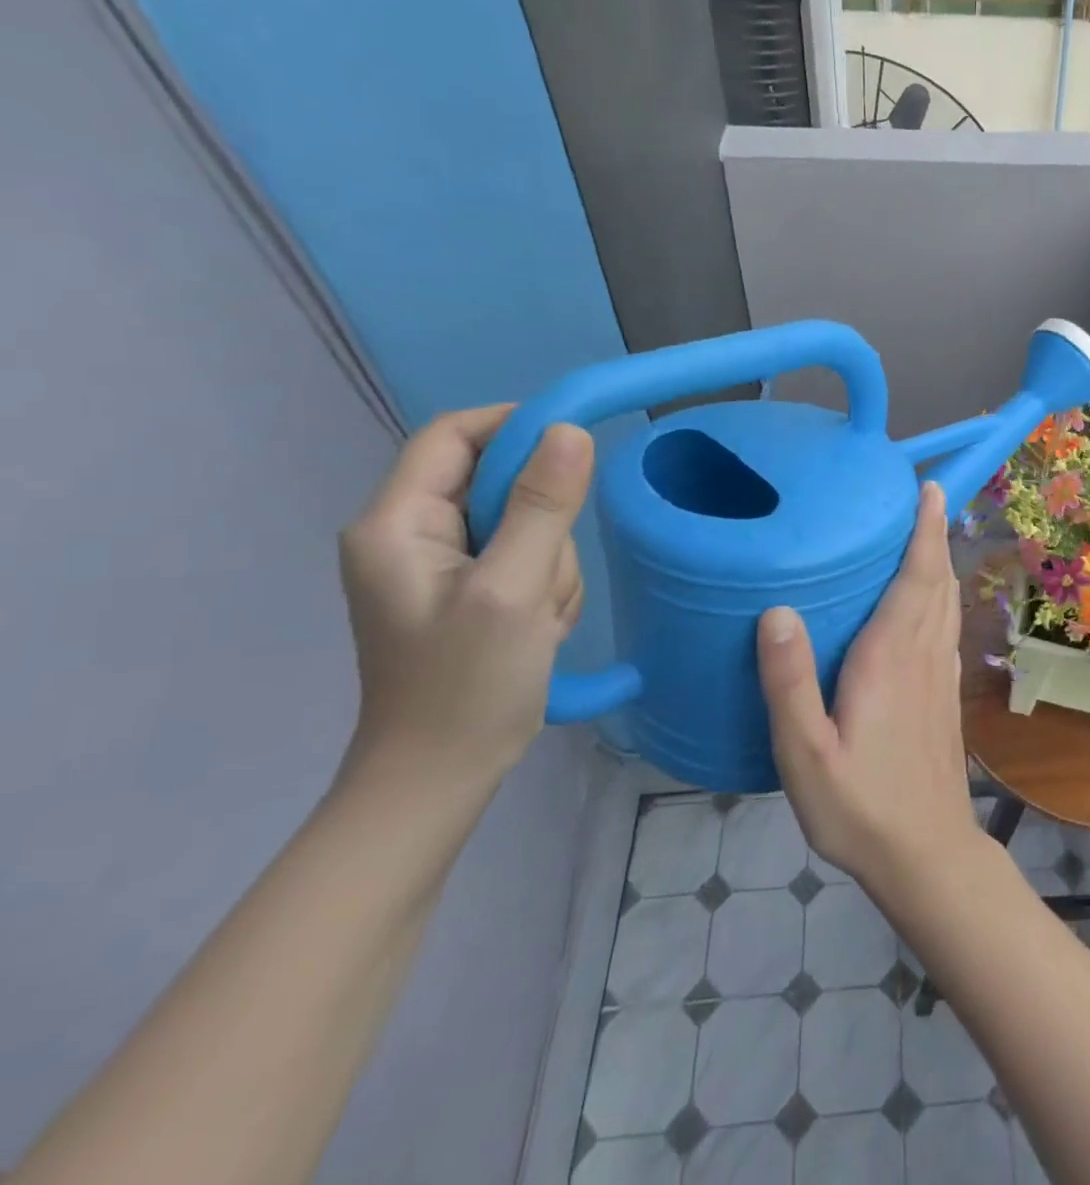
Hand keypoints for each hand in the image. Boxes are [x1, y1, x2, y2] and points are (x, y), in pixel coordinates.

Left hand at [338, 407, 593, 786]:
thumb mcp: (512, 590)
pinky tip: (538, 628)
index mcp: (397, 524)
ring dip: (550, 563)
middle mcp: (411, 535)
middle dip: (543, 522)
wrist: (441, 778)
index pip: (454, 435)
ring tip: (540, 617)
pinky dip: (545, 586)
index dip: (515, 426)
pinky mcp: (469, 591)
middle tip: (547, 575)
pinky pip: (526, 558)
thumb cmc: (467, 685)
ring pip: (524, 524)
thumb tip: (570, 430)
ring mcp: (442, 566)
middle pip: (498, 483)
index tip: (576, 447)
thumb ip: (543, 506)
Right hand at [758, 483, 980, 891]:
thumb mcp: (805, 754)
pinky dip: (943, 597)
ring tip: (929, 535)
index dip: (925, 531)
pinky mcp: (945, 696)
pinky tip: (930, 602)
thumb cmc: (860, 807)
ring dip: (941, 562)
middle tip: (927, 496)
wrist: (927, 855)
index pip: (915, 578)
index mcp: (890, 658)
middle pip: (937, 581)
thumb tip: (777, 610)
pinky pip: (946, 628)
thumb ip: (789, 683)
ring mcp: (940, 676)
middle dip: (935, 534)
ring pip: (946, 603)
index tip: (930, 490)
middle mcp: (922, 655)